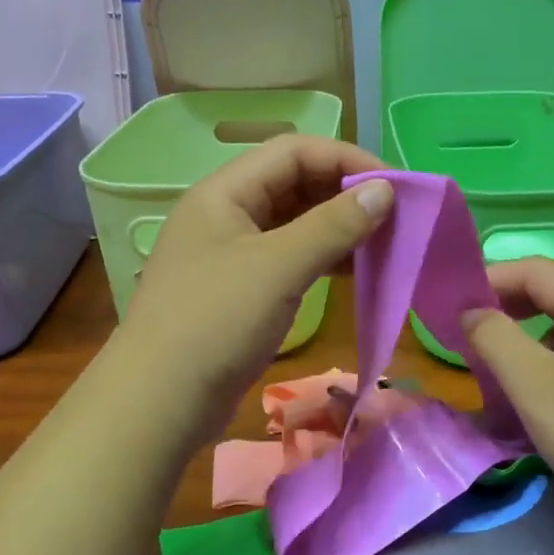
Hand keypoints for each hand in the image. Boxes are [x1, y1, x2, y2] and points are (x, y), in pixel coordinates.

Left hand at [115, 134, 393, 445]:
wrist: (159, 402)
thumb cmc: (216, 322)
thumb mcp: (279, 267)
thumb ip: (333, 225)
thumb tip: (385, 190)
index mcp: (225, 192)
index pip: (294, 152)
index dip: (346, 159)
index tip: (394, 186)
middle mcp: (227, 214)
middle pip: (295, 183)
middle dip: (345, 194)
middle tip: (395, 216)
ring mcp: (232, 253)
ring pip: (294, 223)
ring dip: (338, 228)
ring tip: (383, 244)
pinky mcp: (241, 290)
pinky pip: (290, 258)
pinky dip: (323, 259)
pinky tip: (355, 272)